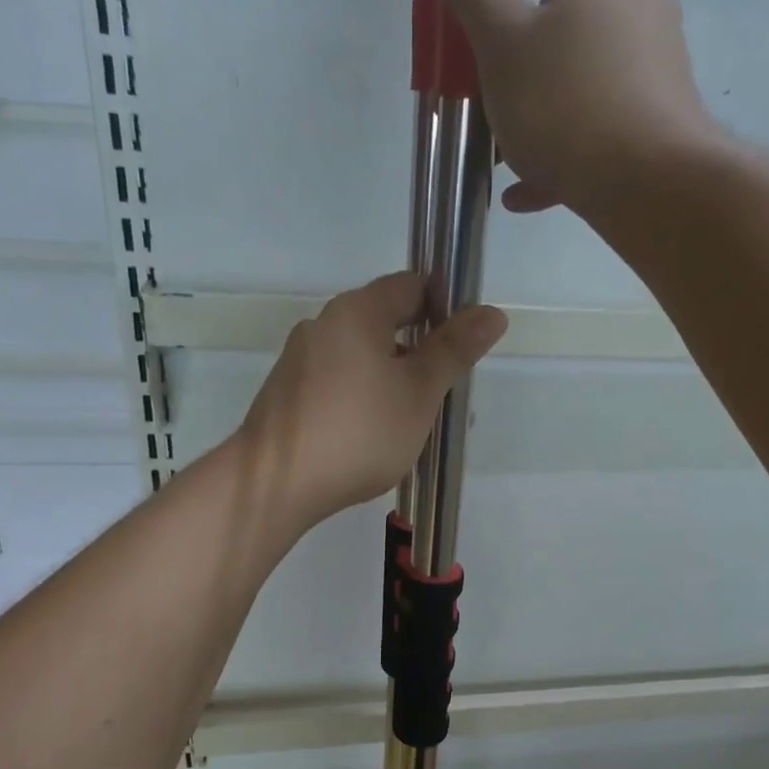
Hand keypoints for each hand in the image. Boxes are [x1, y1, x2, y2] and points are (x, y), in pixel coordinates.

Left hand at [236, 272, 506, 532]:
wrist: (277, 483)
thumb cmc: (359, 432)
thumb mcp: (419, 393)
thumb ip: (454, 351)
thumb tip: (492, 313)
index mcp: (356, 311)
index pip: (411, 286)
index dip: (445, 307)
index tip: (463, 347)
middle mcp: (323, 325)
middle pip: (384, 323)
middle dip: (420, 354)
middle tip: (444, 396)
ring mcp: (299, 361)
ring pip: (361, 359)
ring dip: (393, 381)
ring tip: (413, 425)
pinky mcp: (287, 395)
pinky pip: (338, 384)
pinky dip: (362, 399)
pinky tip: (372, 437)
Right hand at [415, 0, 718, 219]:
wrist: (650, 189)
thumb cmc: (567, 105)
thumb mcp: (502, 41)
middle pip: (558, 4)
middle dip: (509, 46)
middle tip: (474, 80)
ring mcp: (651, 58)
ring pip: (573, 72)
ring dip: (530, 107)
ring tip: (496, 150)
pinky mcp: (653, 114)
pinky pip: (592, 122)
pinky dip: (556, 149)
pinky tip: (522, 191)